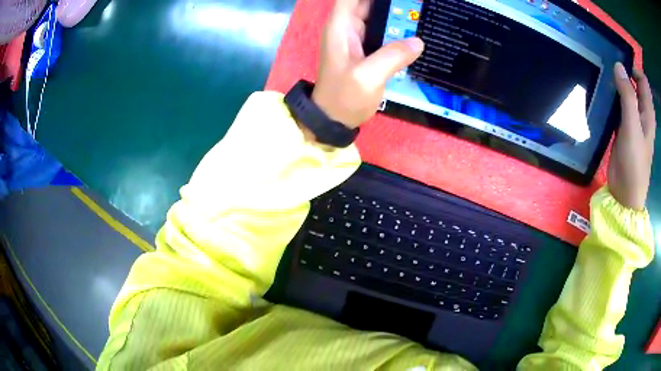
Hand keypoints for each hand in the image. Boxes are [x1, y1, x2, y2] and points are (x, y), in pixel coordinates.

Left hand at [312, 0, 423, 128]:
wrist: (334, 119)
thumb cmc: (344, 97)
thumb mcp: (368, 77)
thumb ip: (392, 56)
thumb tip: (418, 42)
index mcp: (341, 26)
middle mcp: (347, 27)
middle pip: (367, 2)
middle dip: (389, 2)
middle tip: (415, 3)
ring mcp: (357, 37)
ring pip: (376, 14)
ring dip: (395, 11)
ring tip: (417, 10)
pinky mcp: (366, 48)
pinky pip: (383, 30)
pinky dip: (396, 26)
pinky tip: (414, 27)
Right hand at [609, 62, 655, 209]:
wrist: (625, 194)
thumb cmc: (634, 162)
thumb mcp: (632, 127)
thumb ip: (627, 95)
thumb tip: (618, 65)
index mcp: (648, 112)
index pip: (643, 80)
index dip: (633, 69)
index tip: (620, 67)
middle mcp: (642, 113)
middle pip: (634, 84)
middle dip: (623, 74)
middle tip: (608, 70)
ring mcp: (633, 121)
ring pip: (626, 93)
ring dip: (617, 85)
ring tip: (603, 80)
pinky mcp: (624, 128)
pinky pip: (619, 106)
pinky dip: (613, 98)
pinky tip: (604, 97)